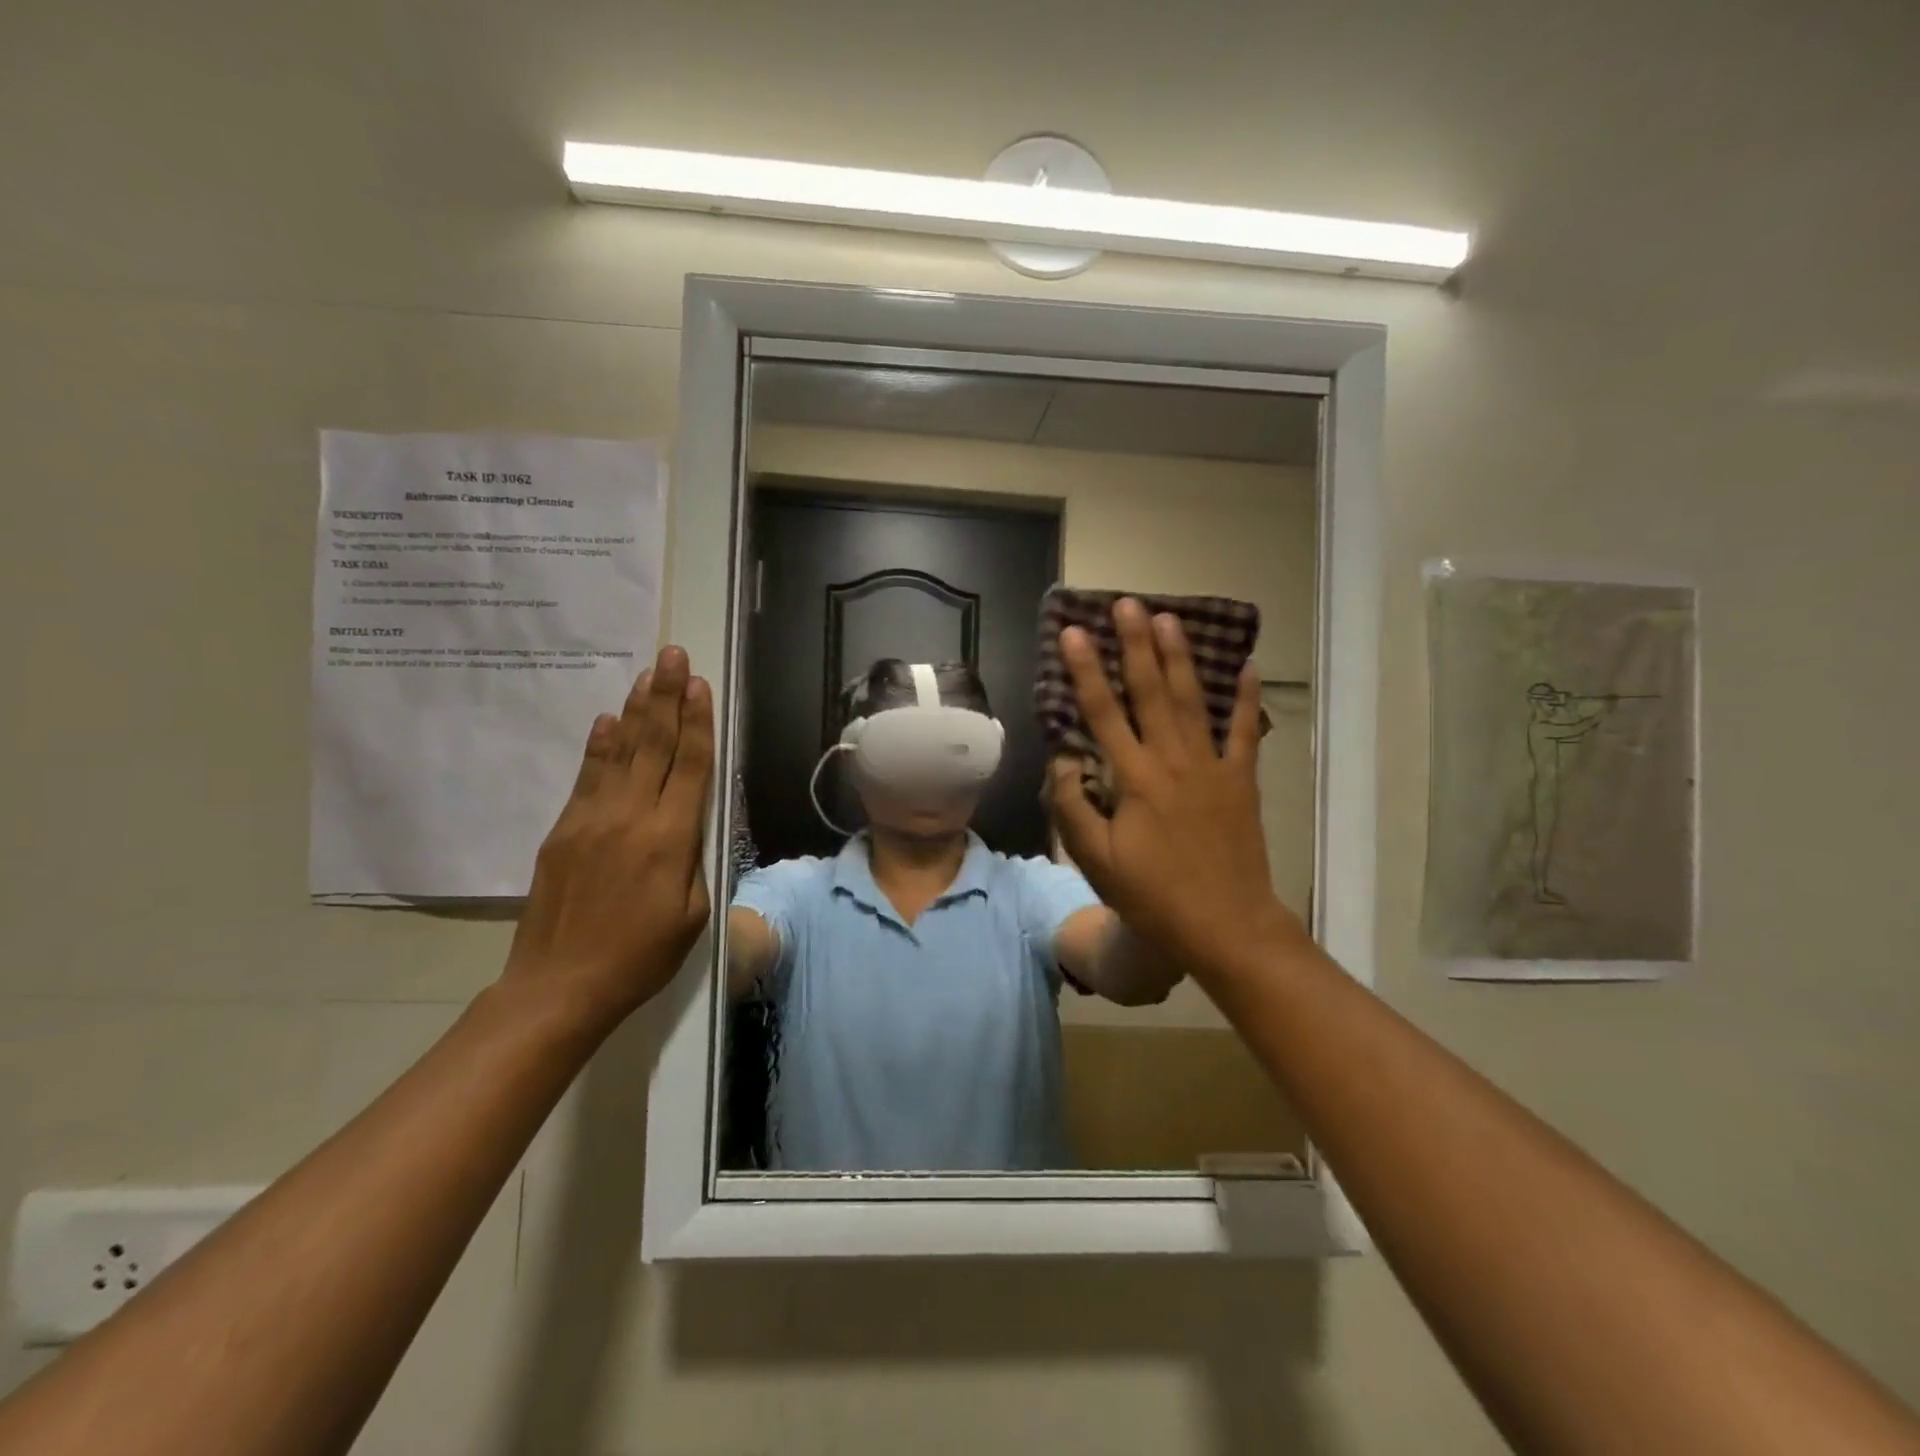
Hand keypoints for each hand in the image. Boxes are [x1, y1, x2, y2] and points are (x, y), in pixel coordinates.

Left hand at [504, 645, 714, 1021]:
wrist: (560, 985)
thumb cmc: (641, 956)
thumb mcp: (693, 914)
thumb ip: (696, 859)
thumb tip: (693, 819)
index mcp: (671, 840)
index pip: (690, 767)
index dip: (697, 723)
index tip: (701, 685)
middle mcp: (632, 817)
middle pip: (655, 745)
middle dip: (667, 697)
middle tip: (673, 656)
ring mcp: (592, 820)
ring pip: (621, 752)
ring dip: (637, 710)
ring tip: (648, 674)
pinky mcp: (563, 830)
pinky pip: (587, 776)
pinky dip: (600, 745)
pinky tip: (608, 719)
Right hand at [1047, 600, 1304, 984]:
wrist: (1226, 925)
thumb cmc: (1153, 896)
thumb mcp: (1097, 860)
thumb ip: (1074, 806)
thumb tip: (1063, 760)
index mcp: (1134, 779)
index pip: (1102, 712)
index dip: (1085, 670)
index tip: (1074, 633)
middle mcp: (1172, 760)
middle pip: (1150, 691)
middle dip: (1135, 644)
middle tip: (1127, 603)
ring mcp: (1212, 767)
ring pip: (1192, 700)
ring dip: (1179, 657)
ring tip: (1168, 618)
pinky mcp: (1241, 781)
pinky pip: (1243, 731)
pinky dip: (1245, 698)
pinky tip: (1247, 666)